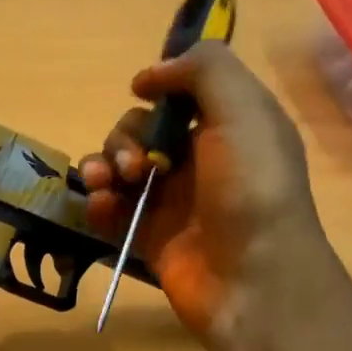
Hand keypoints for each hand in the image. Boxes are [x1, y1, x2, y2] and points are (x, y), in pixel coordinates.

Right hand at [80, 42, 321, 344]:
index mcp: (230, 125)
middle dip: (125, 137)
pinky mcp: (148, 235)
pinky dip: (99, 203)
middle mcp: (199, 158)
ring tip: (105, 183)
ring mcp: (172, 200)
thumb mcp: (243, 111)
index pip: (184, 93)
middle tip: (134, 164)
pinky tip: (100, 207)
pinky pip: (111, 209)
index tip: (141, 91)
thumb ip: (202, 71)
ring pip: (120, 167)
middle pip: (142, 129)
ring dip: (103, 165)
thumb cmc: (251, 189)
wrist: (251, 279)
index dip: (160, 86)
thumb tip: (149, 75)